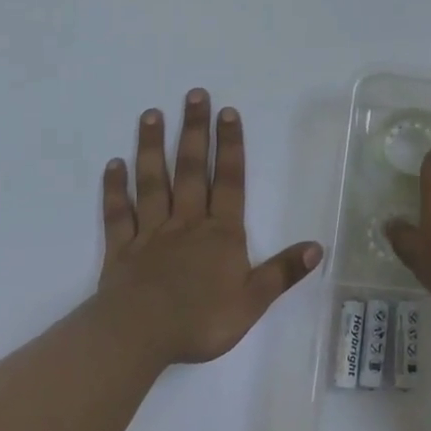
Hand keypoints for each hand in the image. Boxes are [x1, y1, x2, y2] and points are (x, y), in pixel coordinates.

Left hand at [96, 89, 321, 365]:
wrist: (139, 336)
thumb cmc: (200, 320)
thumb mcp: (252, 301)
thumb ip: (282, 272)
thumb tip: (316, 247)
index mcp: (220, 233)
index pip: (229, 181)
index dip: (230, 146)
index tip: (227, 112)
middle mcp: (186, 222)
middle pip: (191, 170)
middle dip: (194, 131)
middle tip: (194, 95)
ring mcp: (151, 232)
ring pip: (153, 182)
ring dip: (152, 147)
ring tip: (151, 114)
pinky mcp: (121, 249)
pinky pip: (119, 213)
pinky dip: (115, 189)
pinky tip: (113, 165)